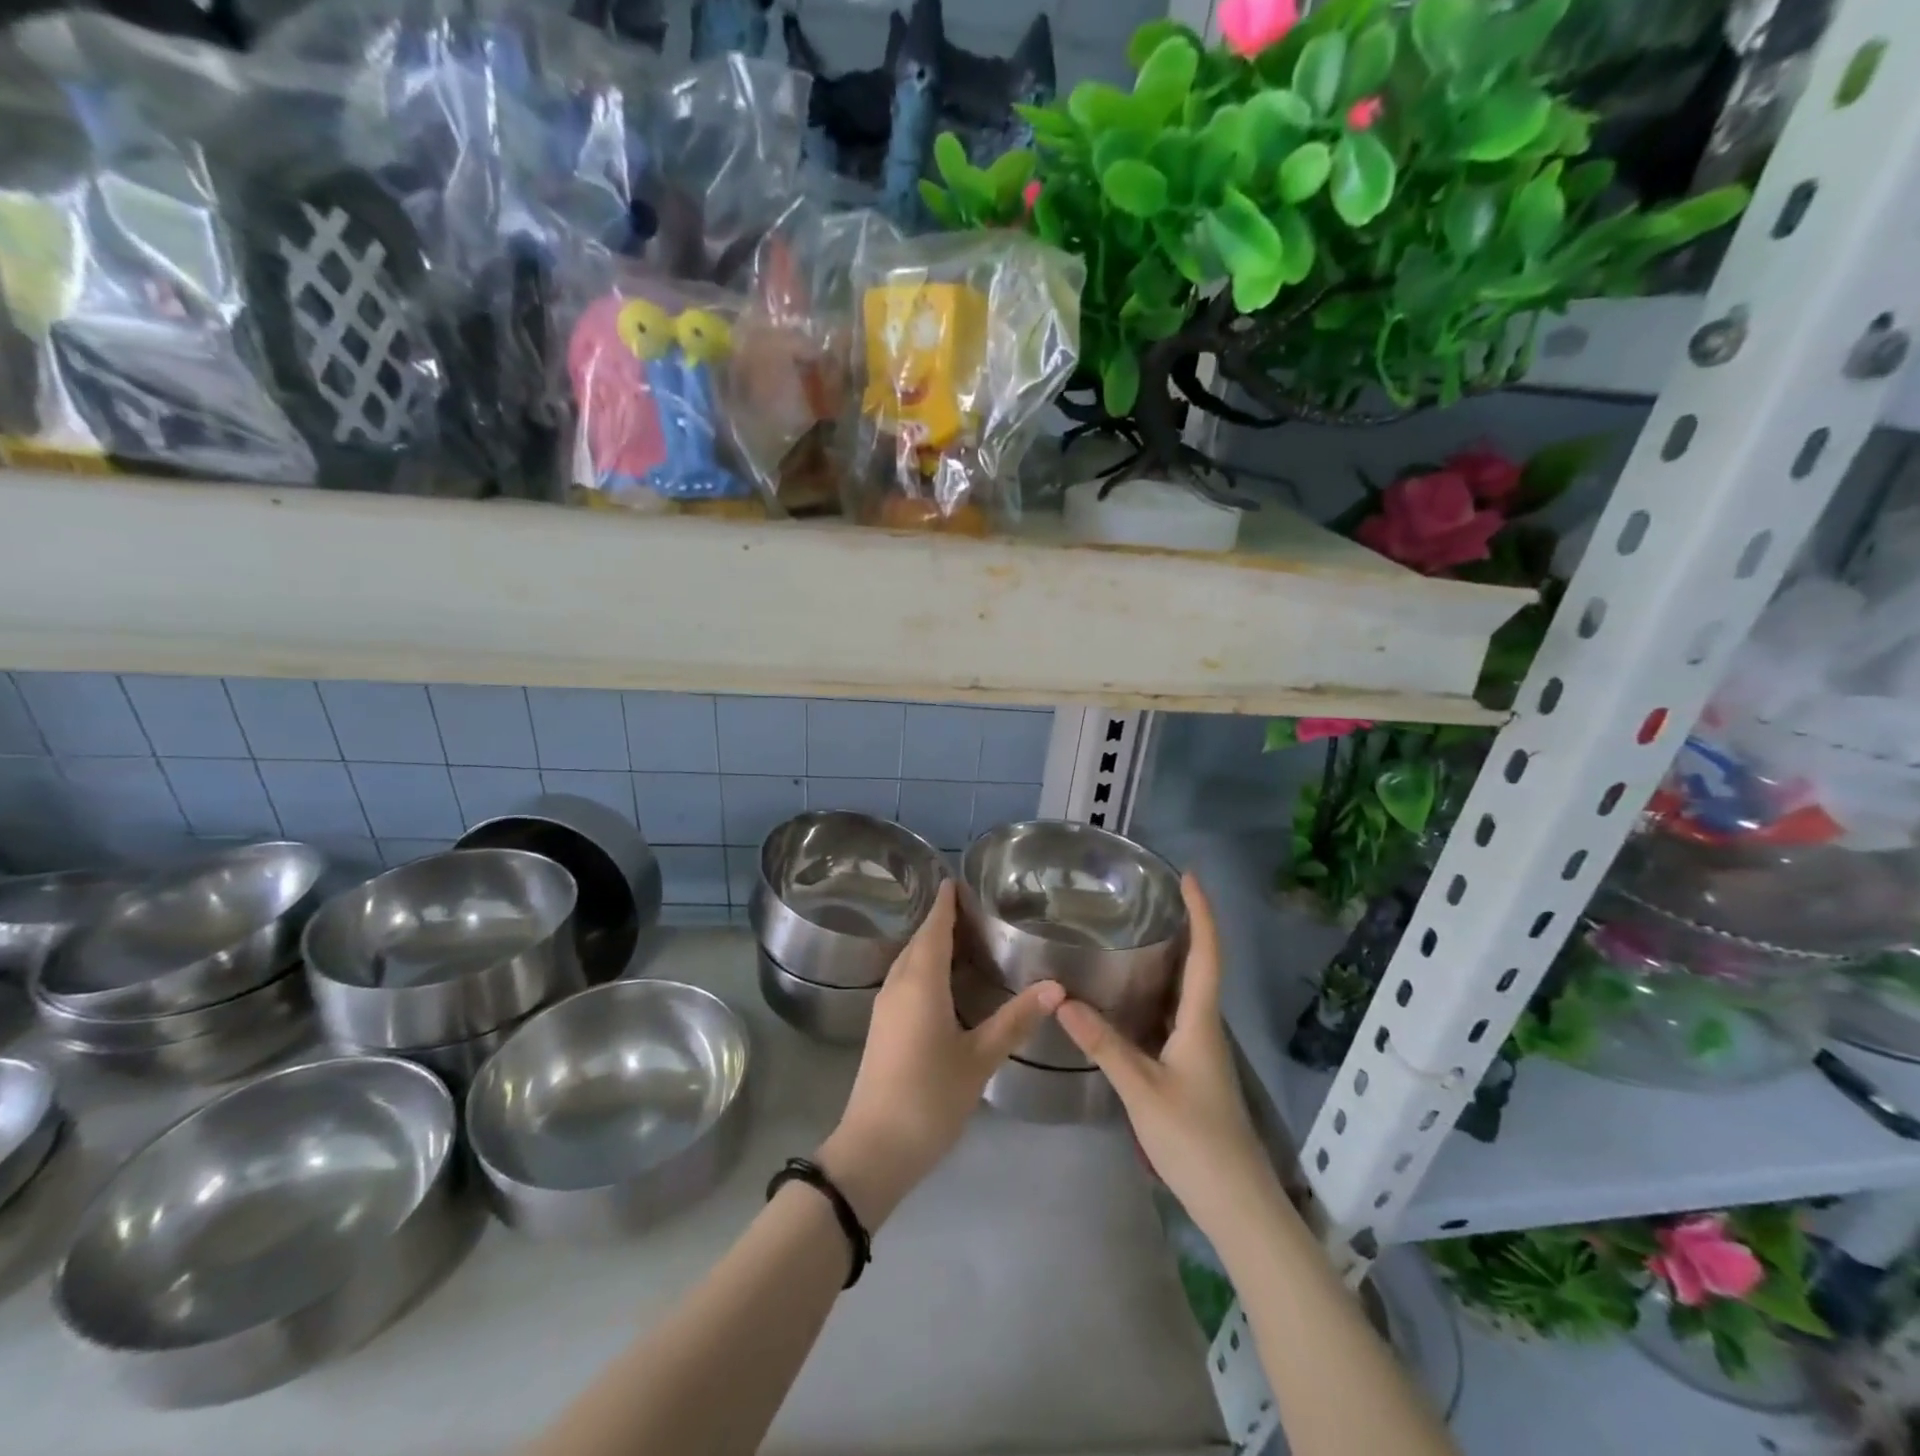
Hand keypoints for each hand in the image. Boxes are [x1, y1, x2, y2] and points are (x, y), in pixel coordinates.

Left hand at [819, 881, 1061, 1226]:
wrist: (875, 1148)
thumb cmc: (930, 1097)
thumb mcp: (979, 1058)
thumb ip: (1015, 1019)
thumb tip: (1056, 986)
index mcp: (920, 983)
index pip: (933, 929)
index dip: (944, 904)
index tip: (957, 880)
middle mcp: (898, 985)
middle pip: (919, 940)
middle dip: (940, 920)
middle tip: (973, 907)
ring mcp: (885, 1006)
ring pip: (908, 961)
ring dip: (930, 943)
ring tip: (962, 936)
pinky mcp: (882, 1026)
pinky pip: (904, 979)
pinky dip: (923, 966)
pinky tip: (943, 980)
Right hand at [1055, 874, 1281, 1244]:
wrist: (1235, 1203)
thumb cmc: (1194, 1139)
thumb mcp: (1141, 1088)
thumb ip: (1103, 1043)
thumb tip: (1063, 999)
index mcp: (1200, 1021)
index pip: (1207, 954)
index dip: (1201, 913)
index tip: (1188, 876)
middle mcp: (1204, 1026)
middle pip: (1200, 965)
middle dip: (1183, 927)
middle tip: (1148, 898)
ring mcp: (1200, 1049)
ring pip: (1186, 991)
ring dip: (1170, 959)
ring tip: (1133, 934)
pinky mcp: (1191, 1068)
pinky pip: (1174, 1015)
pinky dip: (1157, 993)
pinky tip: (1129, 996)